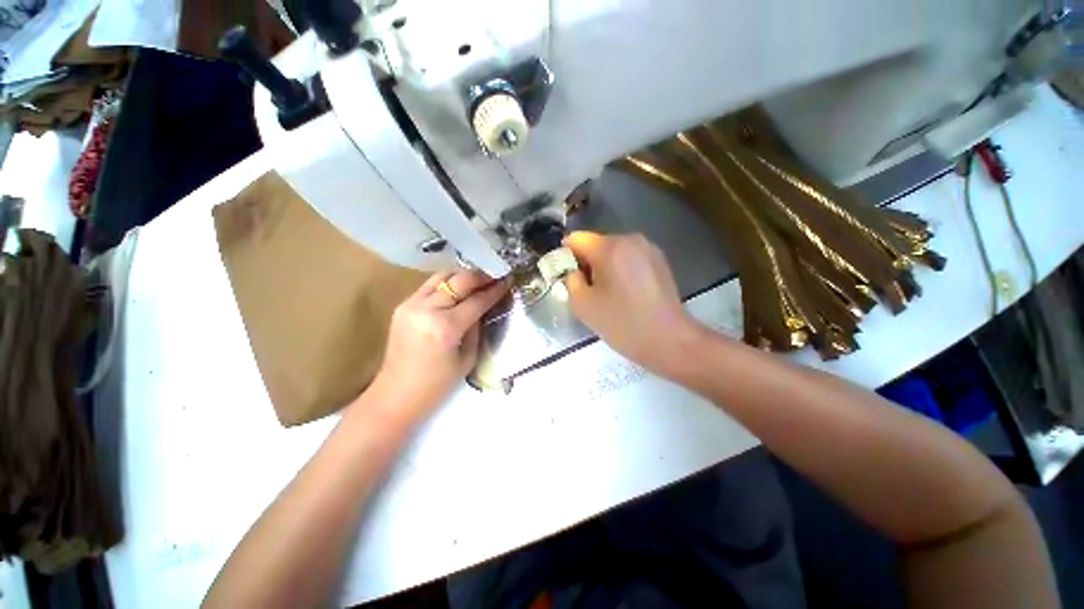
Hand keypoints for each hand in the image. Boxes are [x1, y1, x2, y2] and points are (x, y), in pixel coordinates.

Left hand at [371, 270, 508, 413]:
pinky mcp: (403, 305)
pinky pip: (430, 285)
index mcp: (445, 327)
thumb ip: (477, 327)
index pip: (477, 300)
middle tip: (495, 275)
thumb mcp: (468, 357)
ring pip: (442, 276)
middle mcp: (426, 309)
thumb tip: (485, 306)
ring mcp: (411, 304)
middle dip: (481, 276)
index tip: (508, 280)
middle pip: (459, 280)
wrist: (396, 394)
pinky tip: (458, 288)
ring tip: (478, 279)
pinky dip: (447, 283)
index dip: (495, 290)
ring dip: (463, 275)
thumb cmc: (437, 384)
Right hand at [564, 232, 699, 374]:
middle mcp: (630, 239)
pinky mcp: (659, 260)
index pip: (576, 239)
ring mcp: (648, 248)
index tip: (568, 277)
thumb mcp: (582, 304)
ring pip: (613, 251)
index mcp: (609, 247)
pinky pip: (630, 258)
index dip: (566, 256)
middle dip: (586, 263)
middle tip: (588, 290)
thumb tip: (573, 270)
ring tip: (608, 294)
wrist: (669, 339)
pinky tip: (626, 293)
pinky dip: (621, 269)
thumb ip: (570, 280)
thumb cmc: (622, 322)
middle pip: (596, 244)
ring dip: (604, 267)